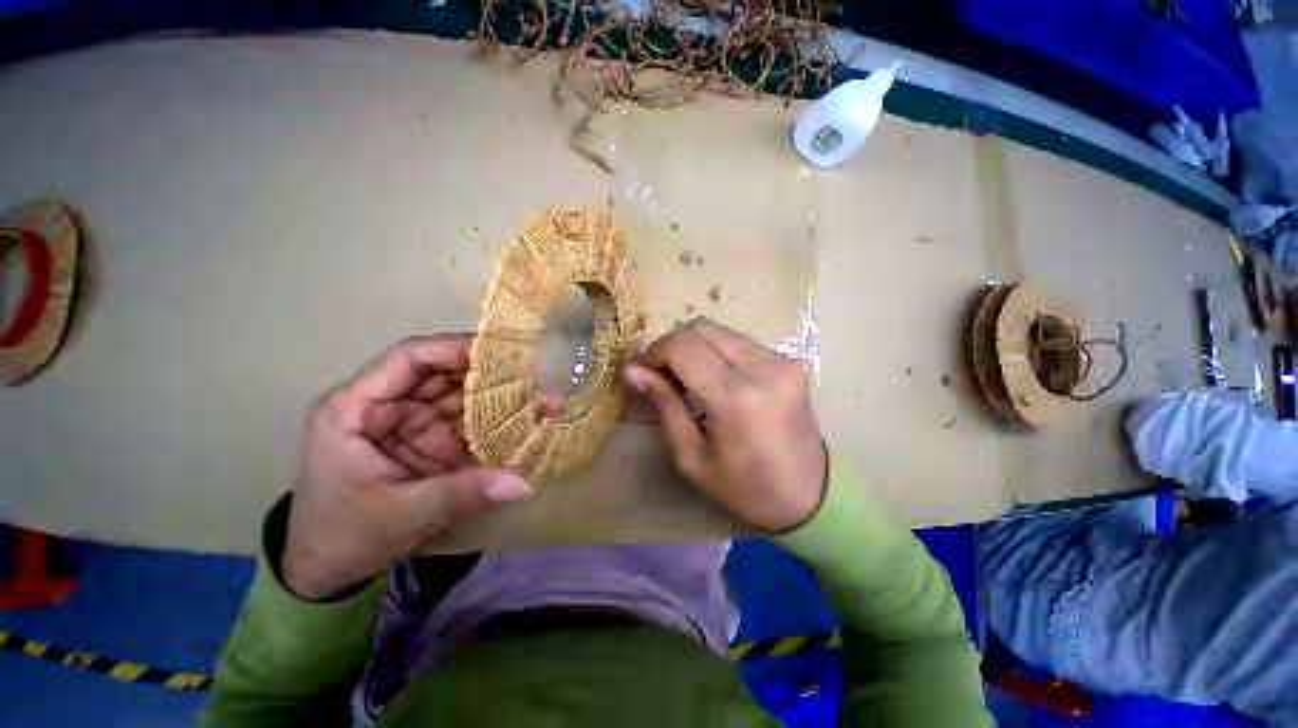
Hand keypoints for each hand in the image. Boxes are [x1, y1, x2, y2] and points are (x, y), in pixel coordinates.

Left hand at [282, 335, 530, 599]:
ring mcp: (408, 422)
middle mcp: (384, 406)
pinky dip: (492, 418)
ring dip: (493, 393)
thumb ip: (463, 493)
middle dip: (484, 371)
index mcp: (355, 408)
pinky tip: (523, 415)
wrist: (325, 571)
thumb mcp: (402, 515)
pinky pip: (463, 420)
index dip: (452, 348)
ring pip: (456, 394)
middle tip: (530, 370)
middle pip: (439, 372)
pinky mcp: (427, 440)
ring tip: (536, 390)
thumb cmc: (344, 537)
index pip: (408, 359)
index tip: (499, 352)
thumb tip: (522, 483)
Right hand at [623, 318, 826, 531]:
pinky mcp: (788, 360)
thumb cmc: (744, 487)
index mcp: (735, 397)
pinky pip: (739, 341)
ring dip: (694, 347)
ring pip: (720, 330)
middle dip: (672, 345)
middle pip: (700, 328)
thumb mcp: (691, 456)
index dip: (655, 352)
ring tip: (685, 376)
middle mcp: (762, 367)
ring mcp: (781, 360)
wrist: (810, 494)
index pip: (683, 347)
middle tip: (661, 374)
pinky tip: (712, 377)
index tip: (642, 372)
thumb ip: (663, 404)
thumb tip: (631, 370)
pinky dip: (716, 351)